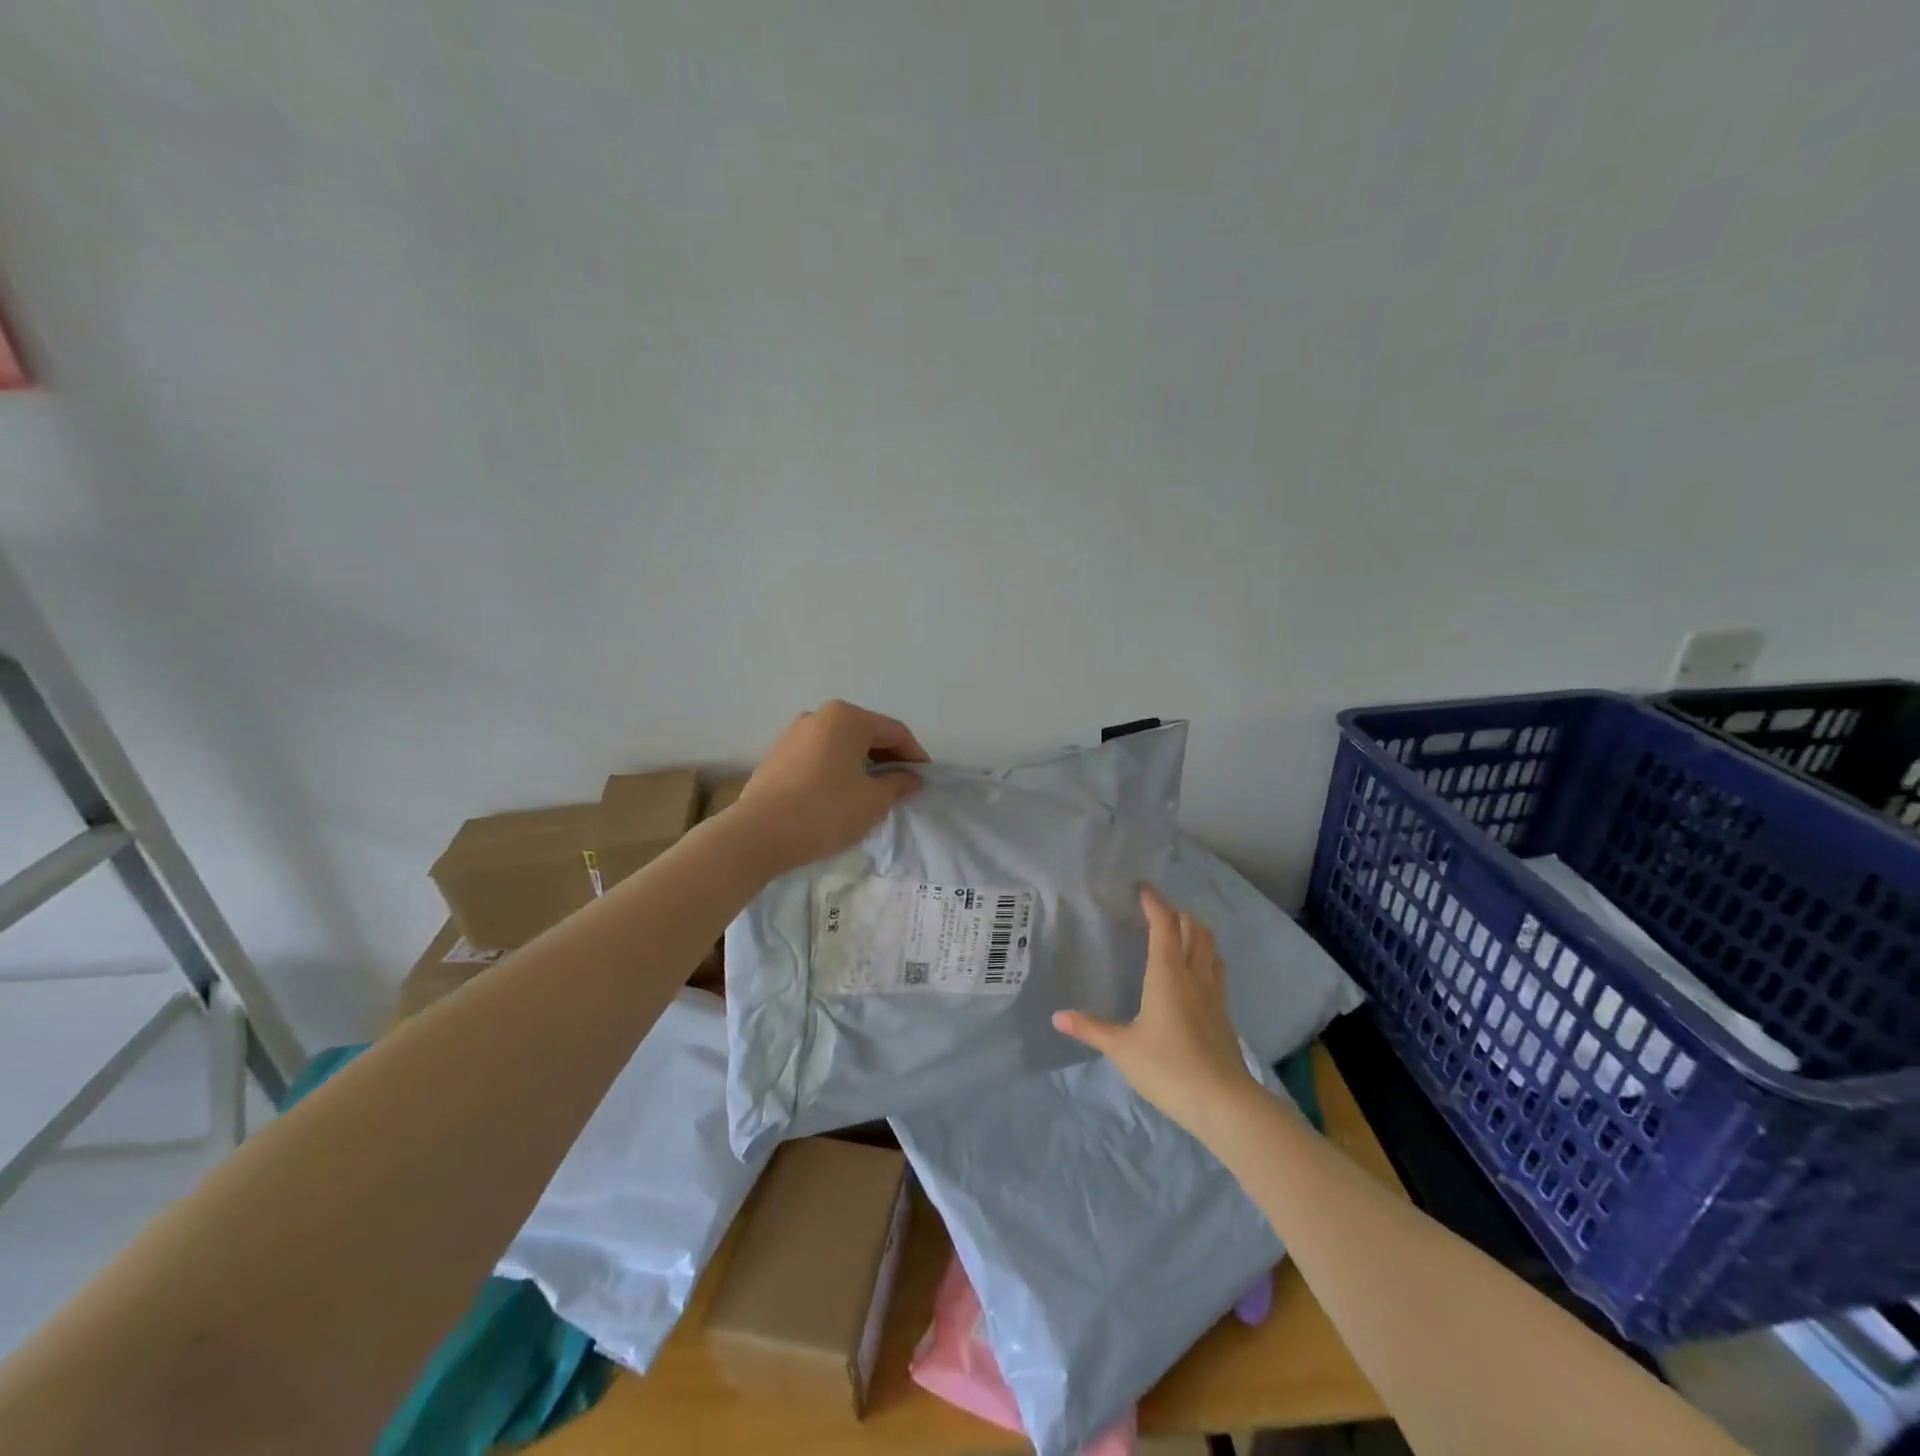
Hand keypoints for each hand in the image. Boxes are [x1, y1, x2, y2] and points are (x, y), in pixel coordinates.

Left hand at [732, 701, 928, 874]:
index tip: (925, 779)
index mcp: (847, 718)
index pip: (894, 732)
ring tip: (872, 793)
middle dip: (888, 758)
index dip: (915, 755)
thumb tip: (911, 778)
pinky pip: (819, 757)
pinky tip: (840, 795)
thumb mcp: (873, 801)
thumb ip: (898, 784)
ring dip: (862, 765)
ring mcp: (793, 734)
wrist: (757, 835)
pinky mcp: (777, 756)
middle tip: (902, 786)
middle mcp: (819, 716)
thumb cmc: (825, 811)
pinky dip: (837, 770)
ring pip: (841, 745)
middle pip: (866, 733)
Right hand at [1053, 884, 1259, 1139]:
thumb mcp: (1122, 1048)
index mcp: (1168, 973)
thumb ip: (1091, 1029)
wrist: (1223, 1103)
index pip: (1164, 925)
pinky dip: (1205, 956)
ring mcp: (1214, 993)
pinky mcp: (1224, 1013)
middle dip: (1176, 913)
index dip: (1154, 903)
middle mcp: (1194, 975)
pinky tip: (1196, 972)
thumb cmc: (1168, 1068)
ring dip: (1196, 931)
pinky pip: (1216, 969)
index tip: (1142, 889)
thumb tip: (1058, 1017)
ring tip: (1179, 932)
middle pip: (1193, 928)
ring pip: (1210, 947)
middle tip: (1156, 911)